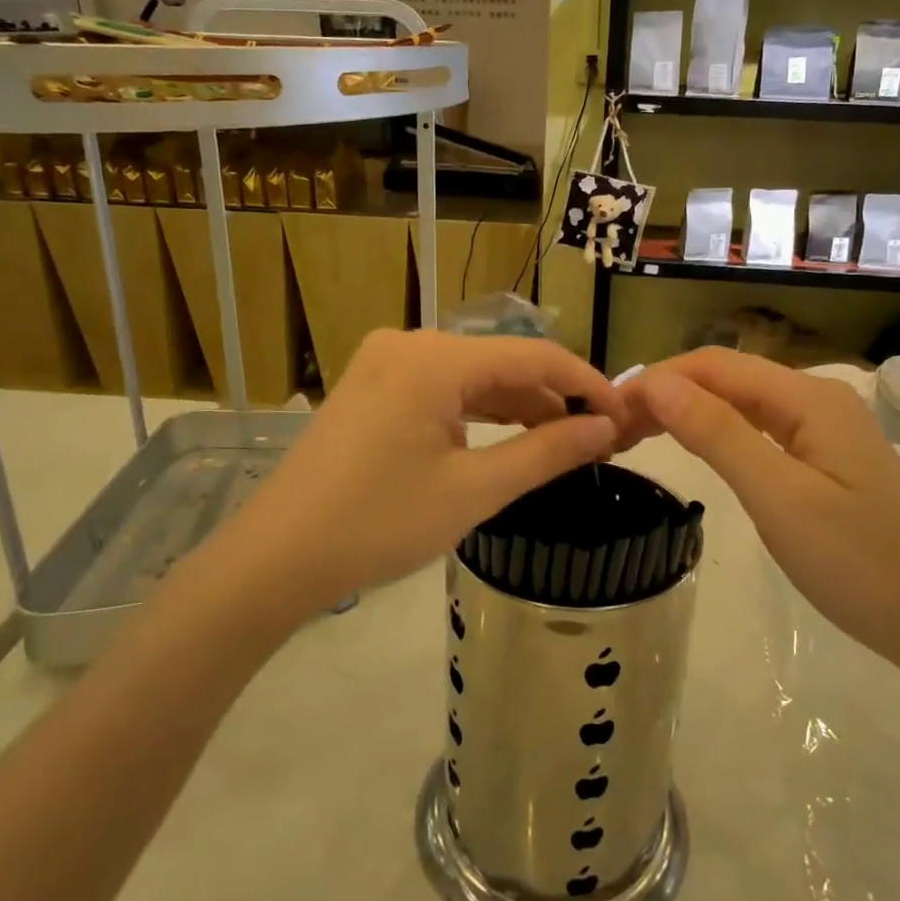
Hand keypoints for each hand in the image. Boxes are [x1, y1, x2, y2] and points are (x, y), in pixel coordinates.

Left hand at [207, 330, 624, 615]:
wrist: (275, 557)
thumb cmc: (378, 524)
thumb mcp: (473, 491)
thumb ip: (546, 453)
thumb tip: (605, 428)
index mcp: (435, 357)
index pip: (534, 356)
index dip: (586, 384)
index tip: (624, 418)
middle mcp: (410, 343)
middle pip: (502, 362)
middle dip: (551, 400)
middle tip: (595, 441)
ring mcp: (384, 362)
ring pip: (472, 376)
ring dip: (516, 407)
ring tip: (558, 445)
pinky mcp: (371, 386)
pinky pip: (441, 388)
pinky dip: (477, 412)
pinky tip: (504, 439)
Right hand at [622, 349, 899, 673]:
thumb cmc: (857, 564)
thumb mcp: (778, 498)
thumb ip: (717, 434)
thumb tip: (656, 383)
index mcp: (809, 397)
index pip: (715, 365)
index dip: (657, 379)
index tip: (608, 411)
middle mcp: (817, 398)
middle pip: (727, 378)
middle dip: (667, 393)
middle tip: (614, 430)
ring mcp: (823, 428)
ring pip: (740, 402)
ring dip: (687, 411)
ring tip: (636, 436)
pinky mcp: (823, 457)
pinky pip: (757, 428)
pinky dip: (715, 432)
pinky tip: (691, 445)